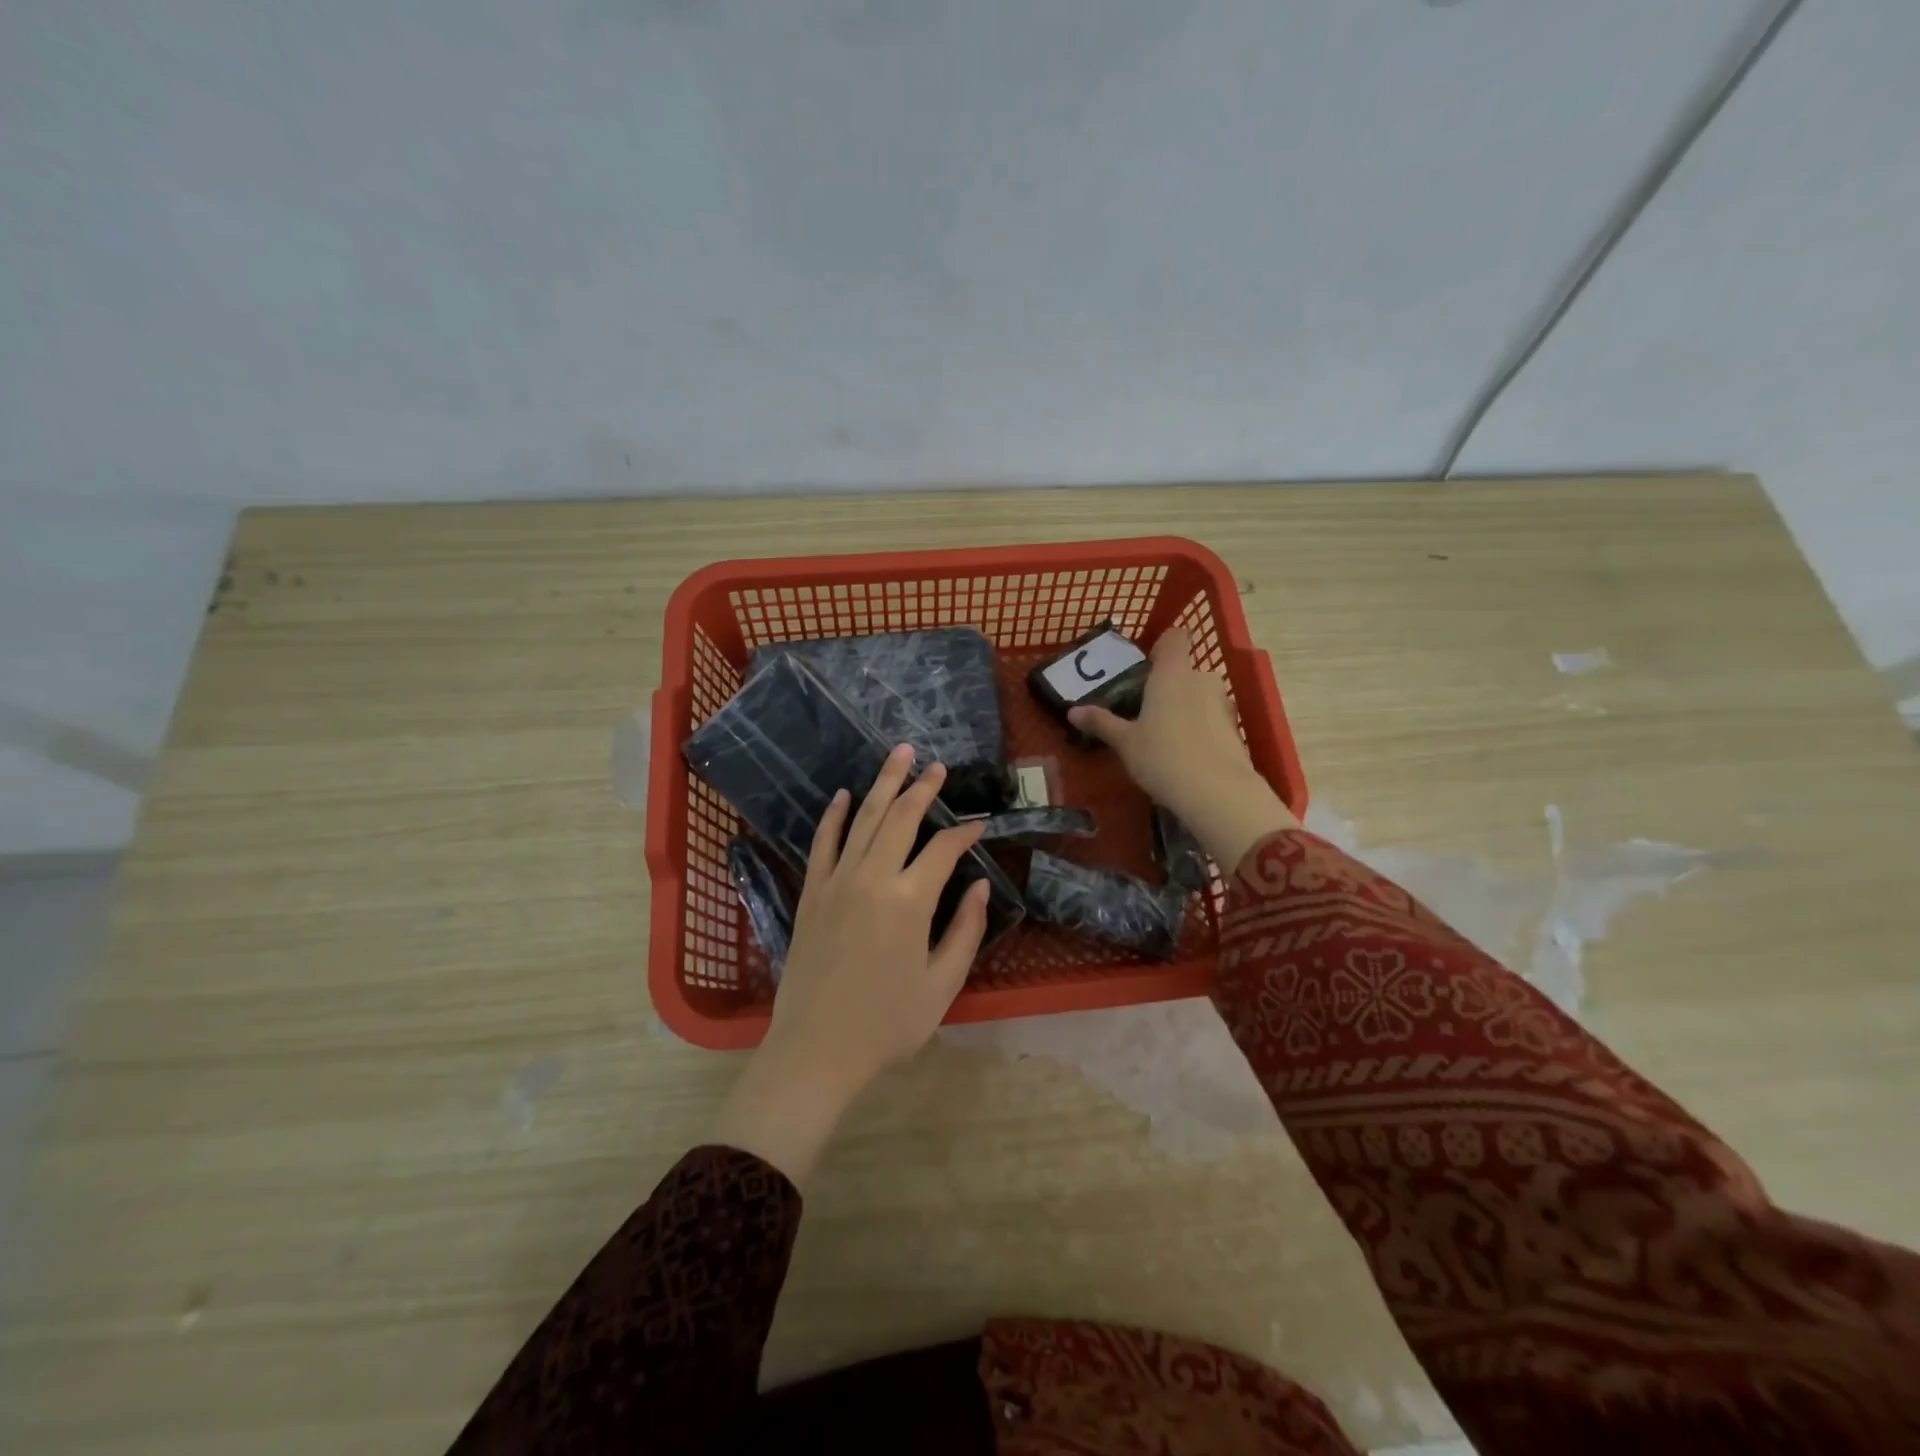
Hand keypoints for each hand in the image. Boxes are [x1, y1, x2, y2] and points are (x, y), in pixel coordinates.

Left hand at [712, 744, 990, 1186]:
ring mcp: (837, 881)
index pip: (943, 849)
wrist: (817, 1050)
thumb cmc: (888, 1024)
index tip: (980, 824)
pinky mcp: (812, 893)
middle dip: (923, 787)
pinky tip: (843, 794)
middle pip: (901, 818)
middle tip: (937, 766)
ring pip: (864, 819)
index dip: (965, 833)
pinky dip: (834, 816)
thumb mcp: (942, 984)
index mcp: (909, 901)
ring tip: (899, 754)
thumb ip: (966, 930)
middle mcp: (872, 878)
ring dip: (884, 784)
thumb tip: (982, 885)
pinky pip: (823, 843)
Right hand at [1069, 628, 1297, 869]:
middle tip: (1144, 711)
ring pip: (1200, 694)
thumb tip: (1072, 711)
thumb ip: (1101, 723)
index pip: (1175, 637)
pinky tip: (1186, 755)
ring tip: (1164, 736)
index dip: (1161, 647)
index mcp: (1172, 673)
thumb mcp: (1125, 742)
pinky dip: (1200, 728)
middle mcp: (1201, 679)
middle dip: (1168, 685)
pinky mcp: (1235, 729)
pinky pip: (1212, 718)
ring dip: (1185, 707)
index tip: (1144, 667)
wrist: (1218, 793)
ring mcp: (1223, 703)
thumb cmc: (1162, 757)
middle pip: (1185, 669)